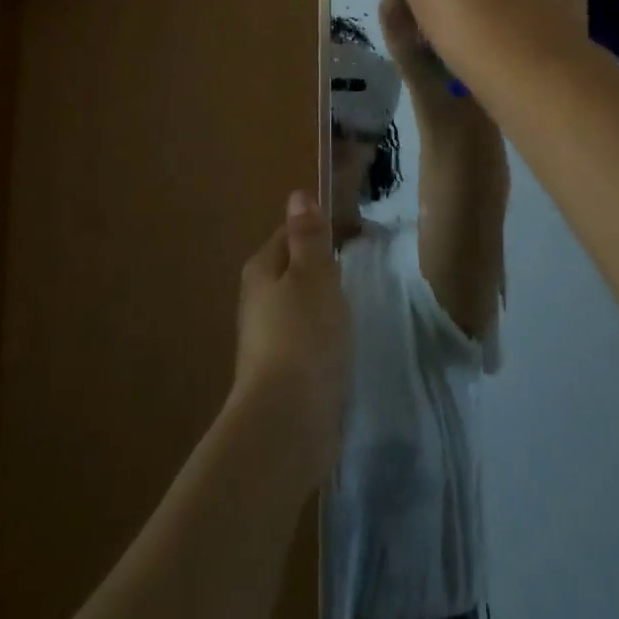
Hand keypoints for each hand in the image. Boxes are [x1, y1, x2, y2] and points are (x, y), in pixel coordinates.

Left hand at [232, 192, 351, 481]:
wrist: (286, 423)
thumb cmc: (303, 335)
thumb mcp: (313, 274)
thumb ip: (308, 236)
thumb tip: (297, 195)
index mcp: (262, 269)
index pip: (291, 233)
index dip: (322, 227)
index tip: (358, 231)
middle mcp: (258, 300)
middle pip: (294, 269)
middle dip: (323, 265)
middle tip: (360, 266)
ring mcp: (268, 339)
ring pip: (301, 305)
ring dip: (324, 301)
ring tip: (356, 304)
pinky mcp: (283, 372)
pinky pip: (307, 338)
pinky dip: (324, 334)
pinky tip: (343, 343)